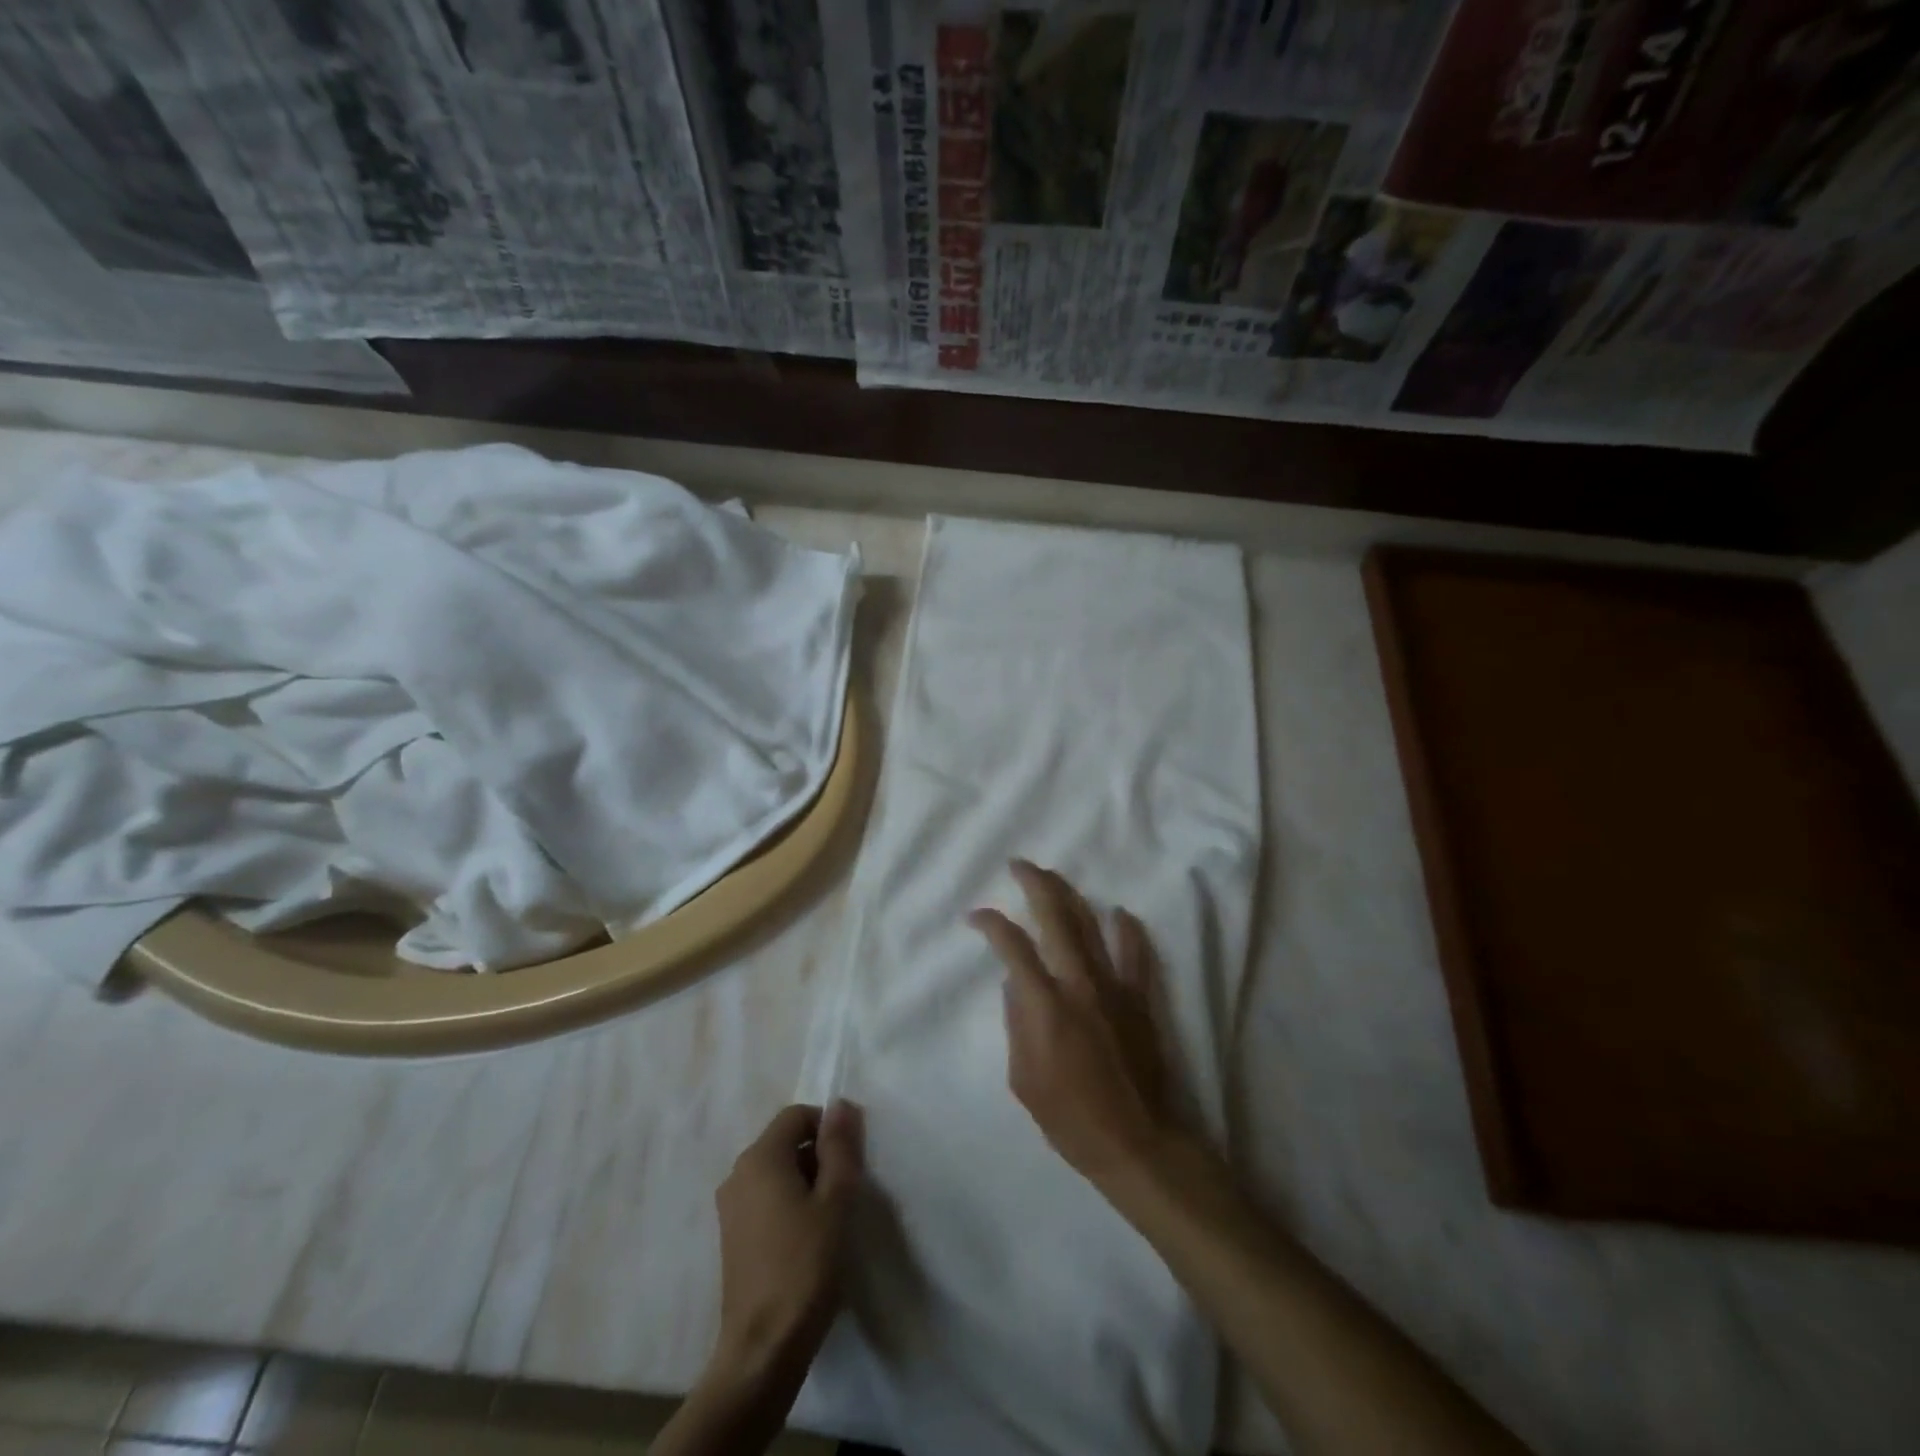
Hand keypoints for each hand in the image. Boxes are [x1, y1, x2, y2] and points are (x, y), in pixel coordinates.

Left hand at [711, 1101, 862, 1380]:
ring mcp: (730, 1208)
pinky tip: (808, 1240)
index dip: (828, 1128)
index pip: (797, 1116)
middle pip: (785, 1142)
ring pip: (777, 1172)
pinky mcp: (732, 1237)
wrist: (762, 1349)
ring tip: (830, 1218)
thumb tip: (840, 1104)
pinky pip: (765, 1199)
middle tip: (845, 1191)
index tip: (851, 1160)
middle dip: (819, 1156)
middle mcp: (738, 1174)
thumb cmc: (805, 1266)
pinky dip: (789, 1204)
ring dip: (806, 1182)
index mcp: (760, 1157)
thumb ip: (839, 1146)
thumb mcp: (835, 1199)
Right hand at [970, 860, 1175, 1186]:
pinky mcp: (1140, 998)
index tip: (977, 916)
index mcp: (1045, 1004)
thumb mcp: (1023, 1079)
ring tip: (1054, 878)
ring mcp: (1114, 987)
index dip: (992, 923)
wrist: (1135, 1142)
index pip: (1013, 946)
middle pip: (1055, 918)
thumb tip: (1015, 983)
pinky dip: (1127, 930)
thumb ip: (1016, 1023)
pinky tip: (1119, 912)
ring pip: (1091, 925)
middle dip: (1034, 884)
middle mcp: (1079, 983)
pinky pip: (1136, 954)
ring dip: (1070, 895)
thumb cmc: (1069, 1118)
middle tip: (1019, 865)